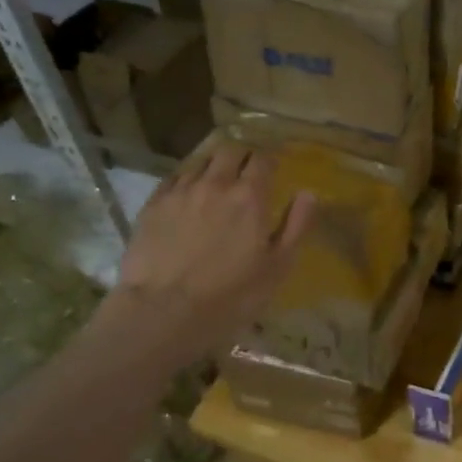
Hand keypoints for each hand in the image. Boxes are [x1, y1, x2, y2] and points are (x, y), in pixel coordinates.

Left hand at [112, 143, 314, 347]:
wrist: (164, 311)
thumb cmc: (231, 295)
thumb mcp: (278, 267)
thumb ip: (296, 225)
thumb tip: (308, 193)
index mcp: (250, 196)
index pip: (263, 160)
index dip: (270, 160)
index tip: (274, 168)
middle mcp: (215, 184)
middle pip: (230, 150)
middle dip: (242, 155)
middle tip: (247, 170)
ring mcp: (180, 191)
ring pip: (200, 160)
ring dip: (214, 165)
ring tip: (217, 180)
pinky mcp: (153, 205)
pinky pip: (174, 178)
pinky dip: (187, 179)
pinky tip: (188, 194)